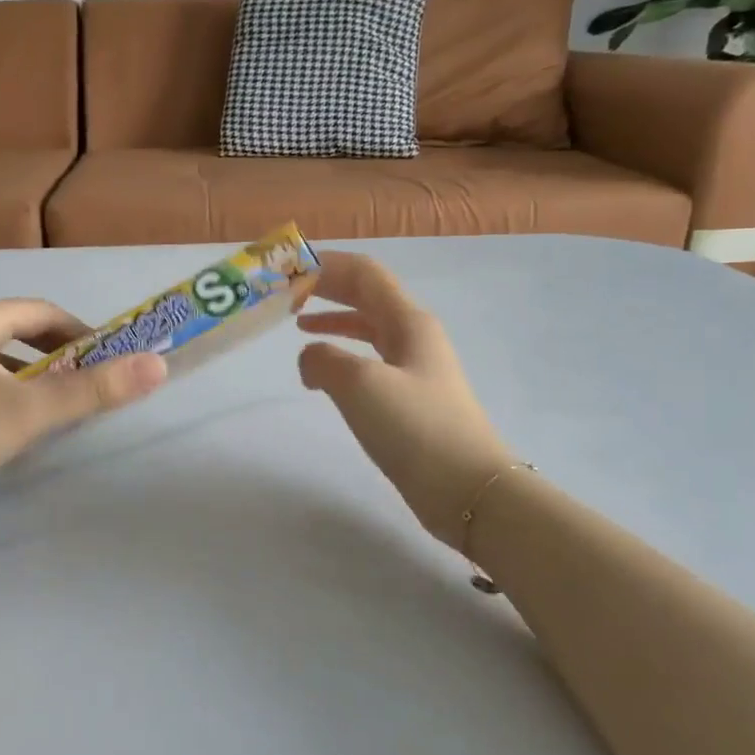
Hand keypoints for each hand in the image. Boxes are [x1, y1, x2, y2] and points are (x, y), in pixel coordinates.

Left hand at [0, 299, 166, 530]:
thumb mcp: (28, 414)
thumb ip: (95, 390)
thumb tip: (158, 365)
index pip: (41, 312)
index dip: (82, 334)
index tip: (108, 363)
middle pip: (13, 331)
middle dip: (53, 357)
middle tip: (80, 389)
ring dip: (22, 375)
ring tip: (43, 410)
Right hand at [297, 252, 512, 547]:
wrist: (469, 490)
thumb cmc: (416, 428)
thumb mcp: (360, 385)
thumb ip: (323, 359)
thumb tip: (310, 358)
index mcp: (408, 321)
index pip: (363, 273)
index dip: (325, 264)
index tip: (286, 270)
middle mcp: (414, 335)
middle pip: (366, 295)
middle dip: (326, 287)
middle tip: (286, 291)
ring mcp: (415, 368)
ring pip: (367, 327)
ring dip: (333, 319)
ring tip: (297, 323)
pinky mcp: (411, 399)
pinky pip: (370, 361)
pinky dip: (342, 354)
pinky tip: (324, 372)